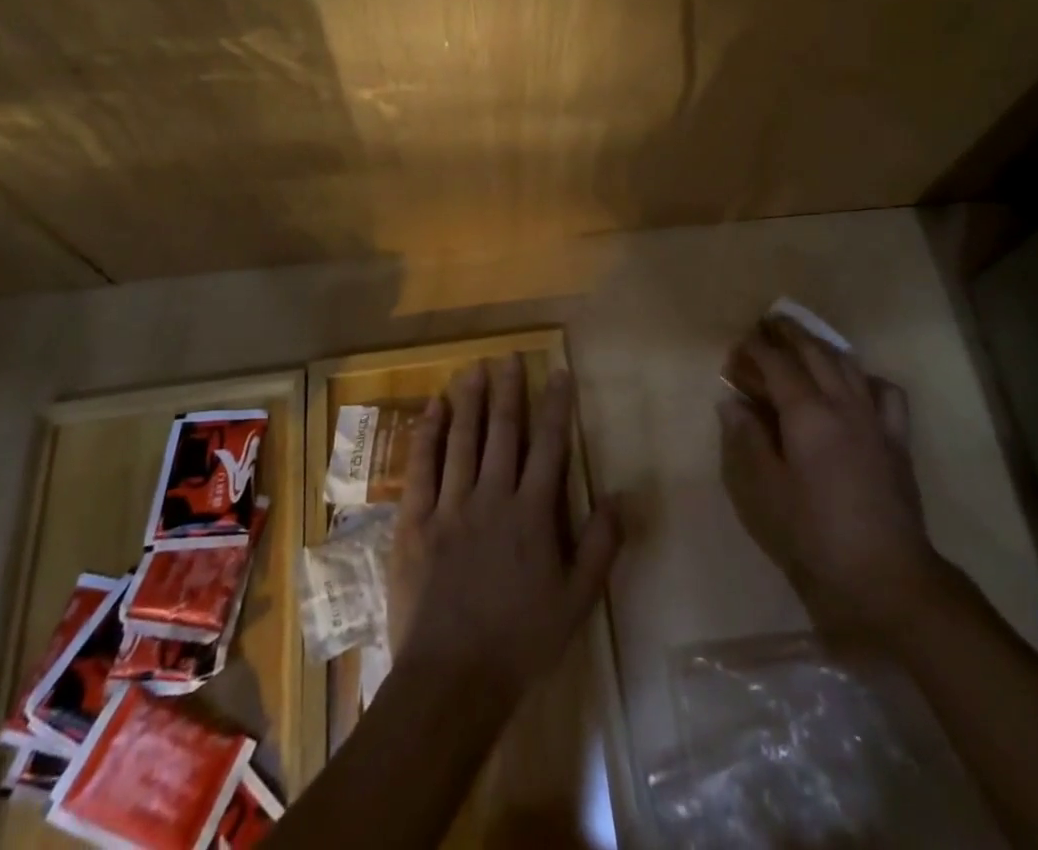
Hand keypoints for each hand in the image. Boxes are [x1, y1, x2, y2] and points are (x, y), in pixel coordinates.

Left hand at [387, 358, 621, 701]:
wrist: (451, 680)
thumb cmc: (520, 642)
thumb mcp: (577, 601)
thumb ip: (601, 545)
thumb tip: (622, 495)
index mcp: (532, 514)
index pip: (549, 446)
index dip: (556, 406)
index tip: (558, 373)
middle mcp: (492, 497)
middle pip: (503, 432)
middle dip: (509, 390)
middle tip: (510, 356)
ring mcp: (450, 506)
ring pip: (462, 440)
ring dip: (470, 401)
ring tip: (475, 368)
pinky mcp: (415, 521)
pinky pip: (422, 467)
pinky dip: (428, 433)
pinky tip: (434, 408)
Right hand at [718, 317, 941, 638]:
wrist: (886, 576)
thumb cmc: (815, 535)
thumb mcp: (765, 490)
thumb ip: (748, 439)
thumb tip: (732, 402)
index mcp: (807, 414)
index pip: (777, 364)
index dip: (755, 349)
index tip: (738, 346)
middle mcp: (843, 404)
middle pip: (814, 352)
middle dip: (788, 334)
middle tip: (766, 325)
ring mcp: (875, 419)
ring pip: (848, 364)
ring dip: (822, 346)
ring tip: (803, 342)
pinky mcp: (897, 439)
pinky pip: (885, 393)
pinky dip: (866, 378)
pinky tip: (855, 385)